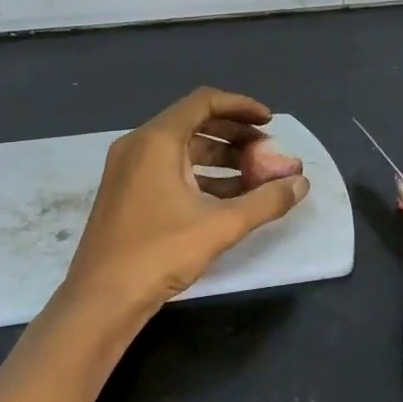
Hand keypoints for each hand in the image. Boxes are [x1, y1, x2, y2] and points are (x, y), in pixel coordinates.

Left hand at [61, 88, 310, 323]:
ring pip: (182, 148)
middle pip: (194, 123)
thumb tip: (301, 183)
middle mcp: (138, 145)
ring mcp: (128, 169)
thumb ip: (266, 201)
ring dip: (220, 157)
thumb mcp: (221, 226)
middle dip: (235, 134)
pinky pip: (169, 169)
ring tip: (255, 176)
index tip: (271, 121)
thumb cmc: (159, 253)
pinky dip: (200, 175)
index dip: (242, 107)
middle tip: (267, 152)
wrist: (101, 299)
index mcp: (157, 140)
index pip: (204, 102)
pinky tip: (228, 198)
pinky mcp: (126, 192)